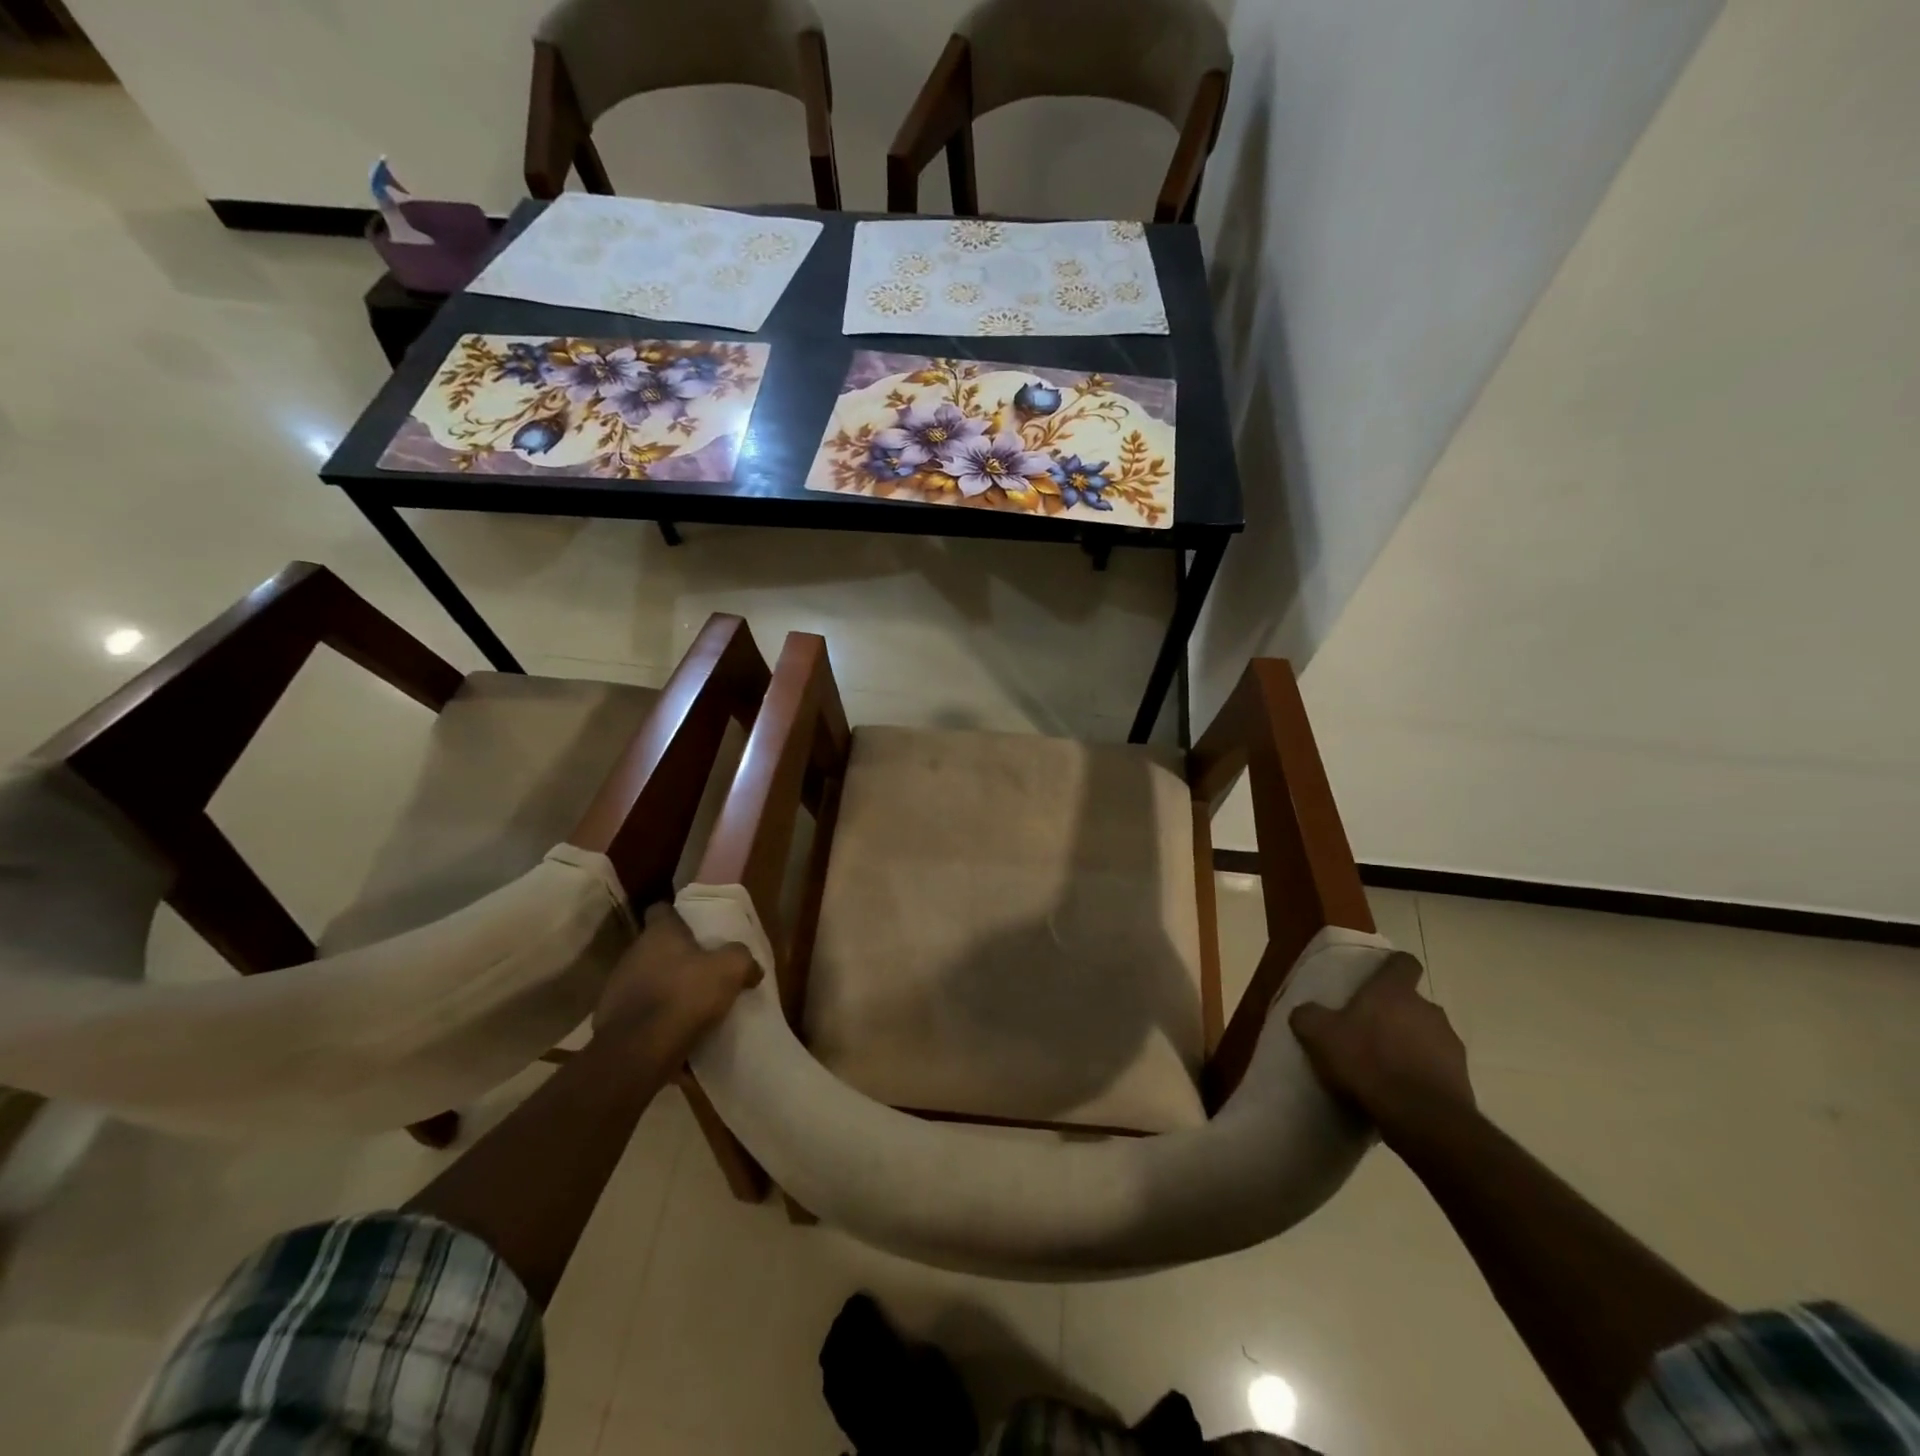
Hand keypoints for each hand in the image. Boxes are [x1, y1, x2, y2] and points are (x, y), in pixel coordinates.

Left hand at [594, 904, 761, 1054]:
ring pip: (646, 978)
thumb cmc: (684, 996)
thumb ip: (743, 958)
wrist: (638, 1052)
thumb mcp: (730, 970)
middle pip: (656, 946)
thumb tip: (752, 967)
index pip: (662, 909)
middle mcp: (633, 953)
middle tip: (703, 967)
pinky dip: (655, 1017)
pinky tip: (675, 1030)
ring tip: (691, 1003)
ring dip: (665, 986)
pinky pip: (639, 1011)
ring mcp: (618, 987)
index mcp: (659, 933)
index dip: (679, 915)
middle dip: (677, 955)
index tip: (696, 926)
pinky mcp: (611, 1019)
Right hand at [1290, 952, 1472, 1141]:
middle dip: (1395, 1013)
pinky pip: (1438, 1067)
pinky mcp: (1462, 1078)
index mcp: (1394, 991)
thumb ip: (1309, 1016)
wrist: (1421, 1117)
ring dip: (1410, 1044)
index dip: (1391, 967)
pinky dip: (1423, 1073)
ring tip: (1386, 1066)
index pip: (1403, 962)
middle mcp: (1428, 1009)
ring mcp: (1450, 1044)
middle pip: (1413, 1002)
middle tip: (1369, 1031)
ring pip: (1427, 1034)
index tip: (1376, 978)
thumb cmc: (1367, 1061)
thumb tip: (1306, 1012)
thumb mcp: (1319, 1035)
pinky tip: (1402, 1092)